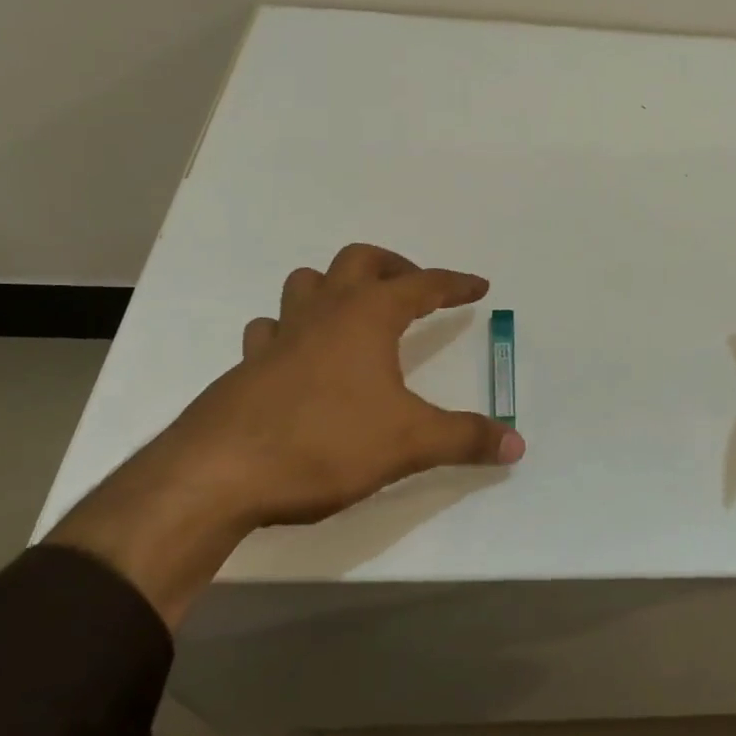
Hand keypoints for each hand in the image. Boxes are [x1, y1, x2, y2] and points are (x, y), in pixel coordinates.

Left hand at [167, 243, 524, 527]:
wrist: (219, 474)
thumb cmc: (325, 443)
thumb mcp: (409, 442)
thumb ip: (465, 439)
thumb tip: (517, 443)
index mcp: (367, 317)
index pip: (422, 285)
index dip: (454, 284)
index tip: (478, 286)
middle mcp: (323, 313)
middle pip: (358, 261)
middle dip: (393, 267)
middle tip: (414, 290)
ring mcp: (279, 336)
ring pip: (307, 284)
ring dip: (336, 287)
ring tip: (357, 313)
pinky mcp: (247, 367)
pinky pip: (272, 329)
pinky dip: (293, 329)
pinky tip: (301, 356)